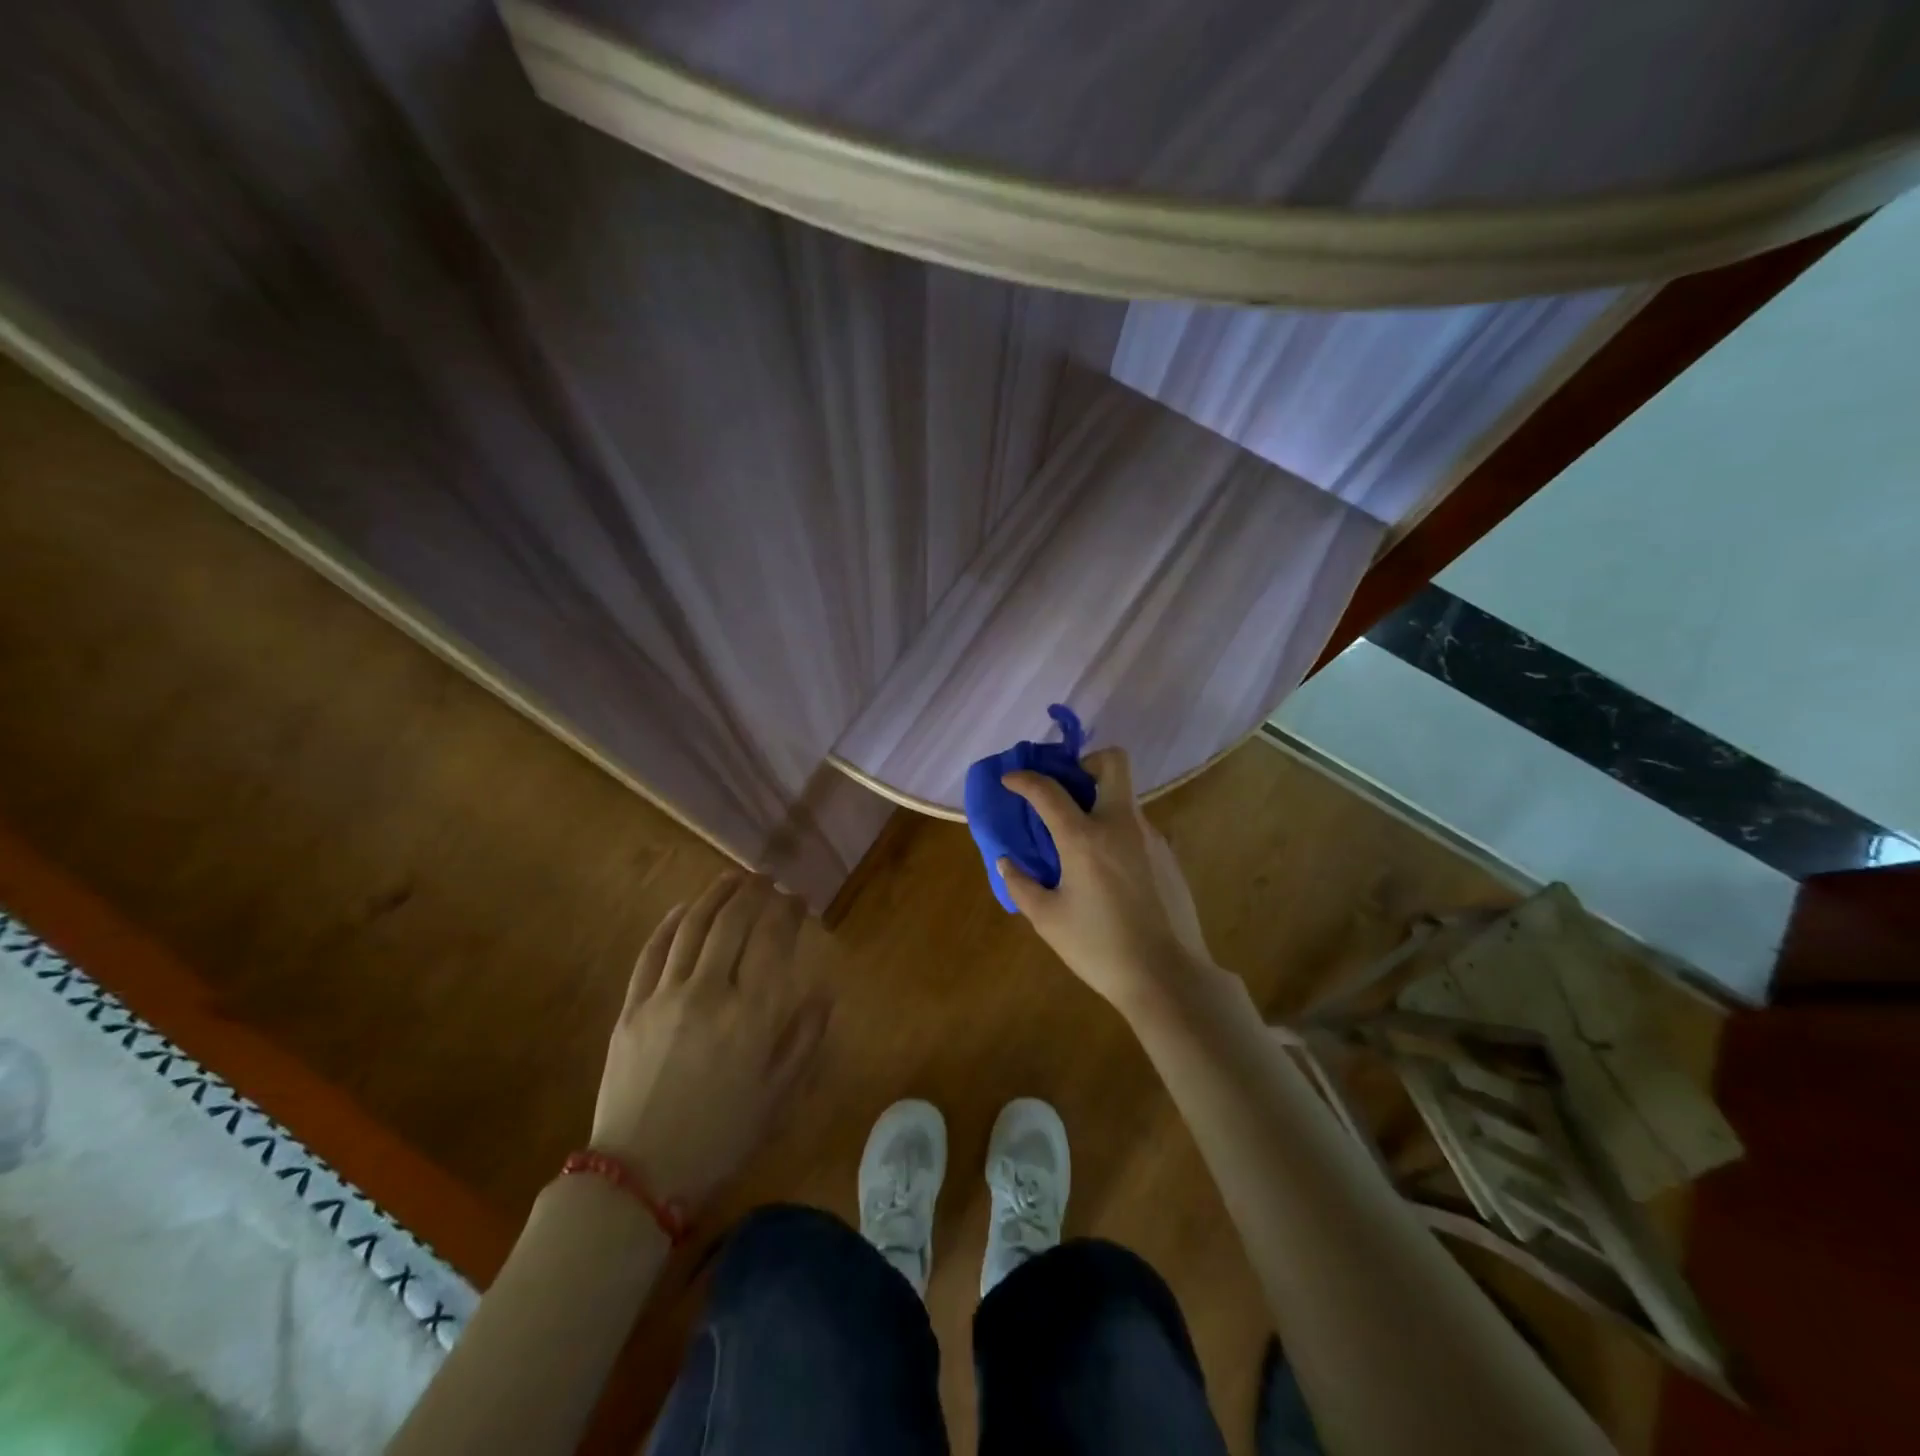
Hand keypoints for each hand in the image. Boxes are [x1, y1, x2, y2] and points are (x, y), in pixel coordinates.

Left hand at [589, 873, 831, 1210]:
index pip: (773, 940)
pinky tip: (684, 908)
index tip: (798, 898)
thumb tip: (825, 991)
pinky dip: (671, 922)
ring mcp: (665, 996)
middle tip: (768, 880)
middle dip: (754, 892)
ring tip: (734, 879)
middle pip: (733, 922)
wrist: (638, 1177)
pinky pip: (653, 951)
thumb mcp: (778, 1097)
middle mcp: (710, 993)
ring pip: (693, 926)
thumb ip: (804, 1039)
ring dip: (715, 895)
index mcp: (752, 1015)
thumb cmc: (721, 1138)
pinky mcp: (631, 1007)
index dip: (788, 910)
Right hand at [1000, 747, 1217, 1016]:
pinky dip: (1117, 832)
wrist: (1168, 976)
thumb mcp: (1048, 920)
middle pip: (1113, 762)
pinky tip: (1109, 871)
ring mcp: (1151, 837)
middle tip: (1068, 790)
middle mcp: (1121, 824)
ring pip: (1126, 797)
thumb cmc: (1100, 948)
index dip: (1024, 779)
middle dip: (1086, 763)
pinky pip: (1137, 828)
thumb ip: (1021, 885)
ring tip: (1082, 841)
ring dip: (1101, 802)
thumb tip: (1006, 862)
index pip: (1048, 790)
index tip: (1011, 780)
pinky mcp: (1168, 856)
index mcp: (1084, 838)